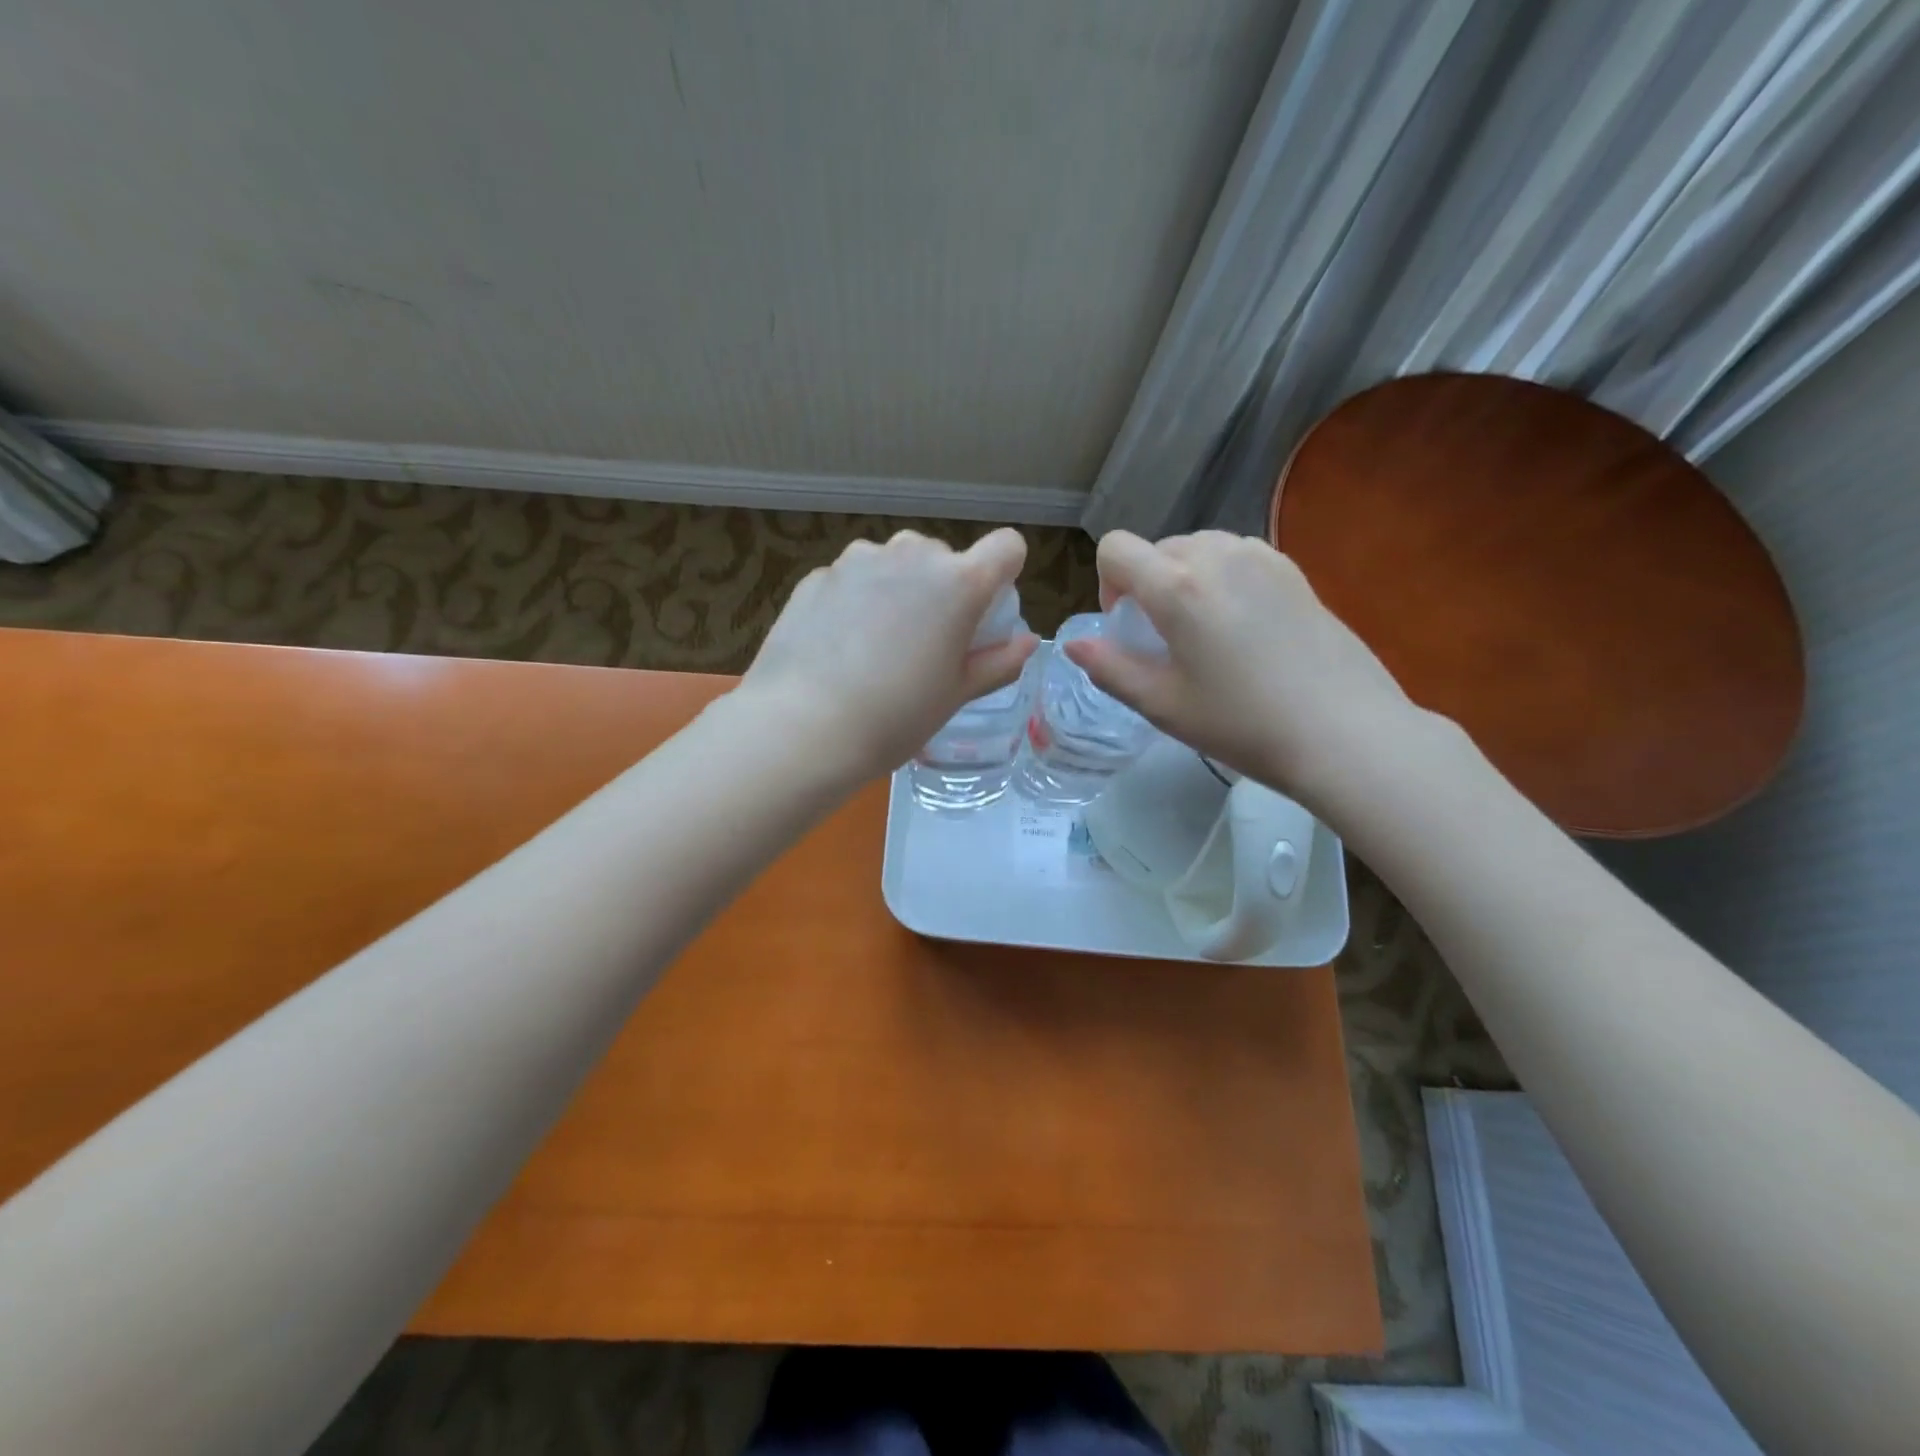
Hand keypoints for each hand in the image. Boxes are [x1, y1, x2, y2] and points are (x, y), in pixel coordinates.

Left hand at [739, 528, 1036, 781]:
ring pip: (895, 563)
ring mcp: (858, 560)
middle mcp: (911, 555)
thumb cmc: (895, 717)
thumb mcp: (956, 695)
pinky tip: (838, 646)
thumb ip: (998, 662)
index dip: (1003, 575)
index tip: (985, 612)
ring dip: (898, 589)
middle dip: (943, 588)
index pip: (1006, 547)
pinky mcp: (817, 575)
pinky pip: (854, 578)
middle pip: (944, 556)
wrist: (802, 727)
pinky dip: (857, 600)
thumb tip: (1027, 642)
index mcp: (958, 583)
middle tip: (926, 642)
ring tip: (877, 645)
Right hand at [1062, 530, 1430, 806]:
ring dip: (1185, 580)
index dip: (1107, 584)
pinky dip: (1223, 580)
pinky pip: (1237, 557)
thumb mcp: (1162, 705)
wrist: (1343, 732)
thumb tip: (1074, 645)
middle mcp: (1217, 554)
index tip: (1127, 626)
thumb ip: (1110, 668)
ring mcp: (1261, 557)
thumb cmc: (1242, 723)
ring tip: (1206, 632)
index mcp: (1176, 586)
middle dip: (1147, 585)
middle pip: (1158, 549)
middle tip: (1166, 639)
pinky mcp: (1293, 569)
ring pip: (1198, 549)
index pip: (1116, 549)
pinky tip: (1245, 629)